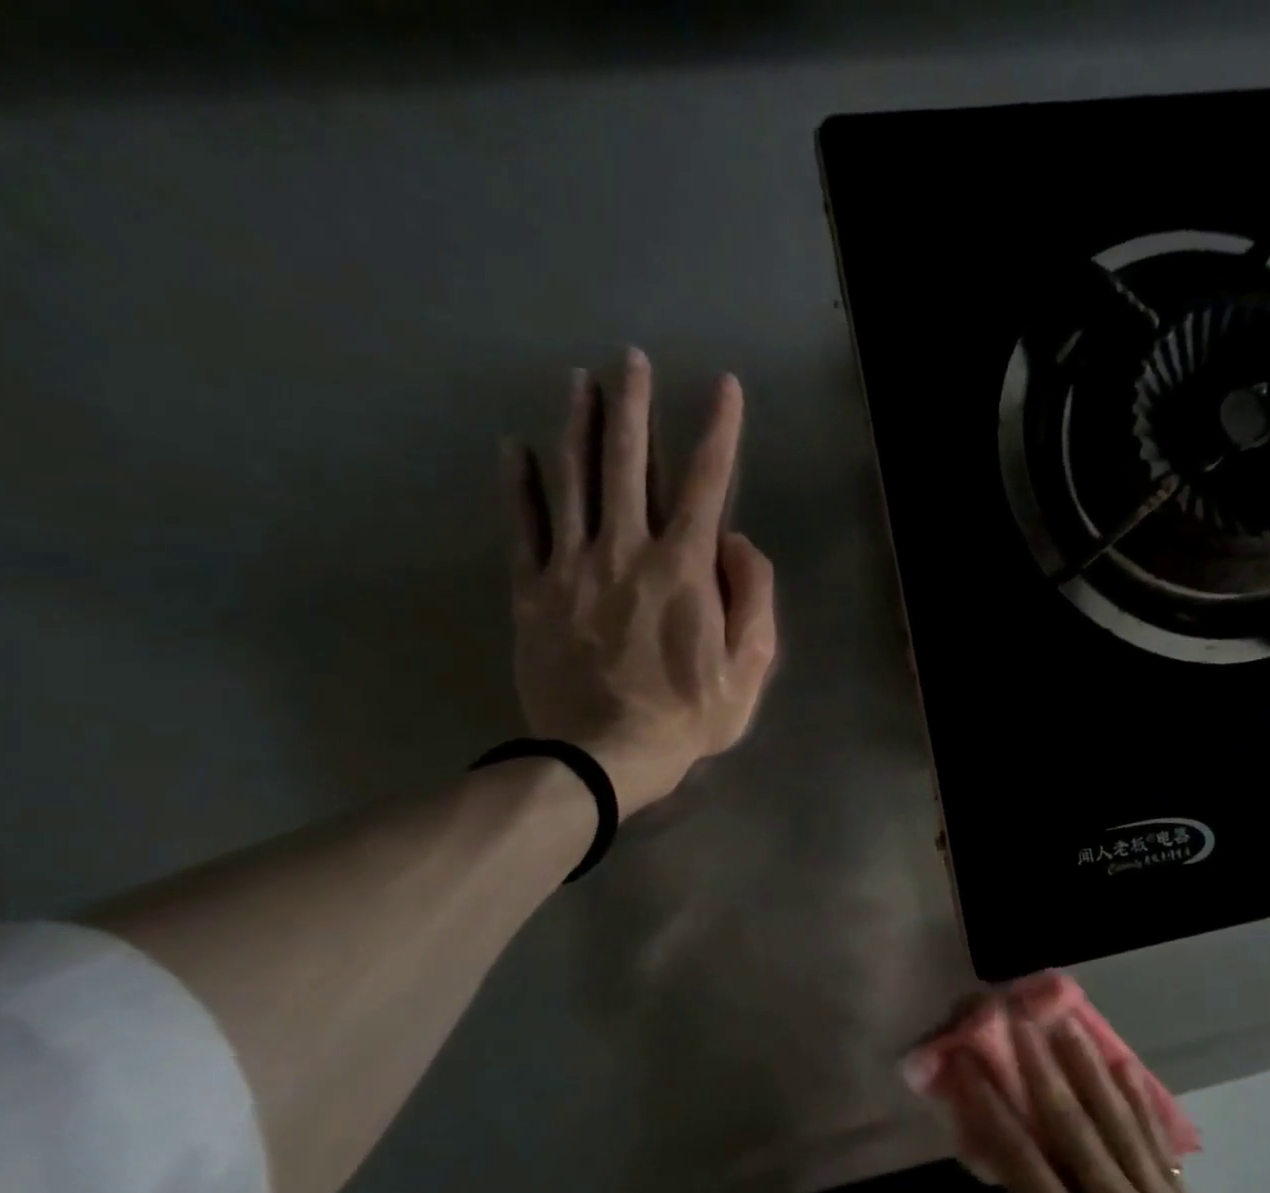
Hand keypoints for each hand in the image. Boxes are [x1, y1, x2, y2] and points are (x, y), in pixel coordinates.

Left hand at [503, 349, 776, 814]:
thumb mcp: (749, 667)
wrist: (602, 757)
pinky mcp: (533, 592)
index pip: (707, 482)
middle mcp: (626, 550)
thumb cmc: (687, 716)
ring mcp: (572, 568)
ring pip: (572, 481)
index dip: (719, 430)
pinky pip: (522, 527)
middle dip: (633, 406)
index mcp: (684, 568)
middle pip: (629, 462)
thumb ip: (754, 597)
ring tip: (579, 381)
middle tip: (630, 359)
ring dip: (577, 425)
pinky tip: (515, 448)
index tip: (724, 387)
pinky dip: (518, 484)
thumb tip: (737, 541)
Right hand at [944, 1012, 1269, 1192]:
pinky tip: (1124, 1065)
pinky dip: (1140, 1100)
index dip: (993, 1108)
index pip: (1023, 1163)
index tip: (971, 1065)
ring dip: (1089, 1068)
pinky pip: (1159, 1143)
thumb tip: (1021, 1177)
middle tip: (1021, 1023)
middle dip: (1042, 1069)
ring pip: (1119, 1122)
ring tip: (1069, 1025)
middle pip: (1074, 1128)